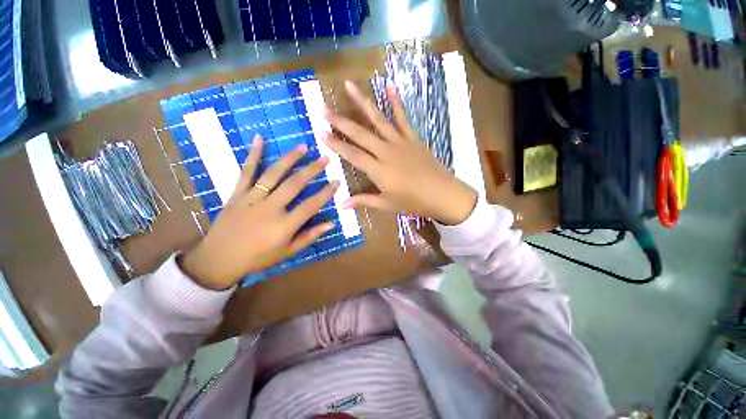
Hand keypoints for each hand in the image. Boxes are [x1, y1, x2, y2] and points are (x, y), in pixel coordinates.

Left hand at [180, 136, 338, 289]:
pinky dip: (253, 155)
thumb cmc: (258, 258)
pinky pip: (246, 172)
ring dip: (289, 159)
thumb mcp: (287, 252)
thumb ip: (309, 236)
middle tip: (325, 158)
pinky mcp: (237, 194)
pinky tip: (259, 138)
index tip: (337, 181)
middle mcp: (270, 209)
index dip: (326, 193)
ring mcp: (252, 199)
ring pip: (273, 174)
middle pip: (294, 184)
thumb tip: (331, 223)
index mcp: (284, 226)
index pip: (310, 205)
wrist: (218, 260)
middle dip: (312, 170)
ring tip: (303, 146)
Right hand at [323, 81, 476, 225]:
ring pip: (378, 120)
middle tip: (324, 109)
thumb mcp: (387, 205)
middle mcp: (386, 152)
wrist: (442, 194)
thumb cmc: (414, 202)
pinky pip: (403, 118)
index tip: (320, 132)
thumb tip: (342, 204)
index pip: (352, 155)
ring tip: (349, 85)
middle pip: (360, 134)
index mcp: (379, 171)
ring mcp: (400, 142)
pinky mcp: (413, 138)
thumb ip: (364, 201)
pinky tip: (388, 86)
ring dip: (362, 102)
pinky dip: (396, 102)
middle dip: (341, 122)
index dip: (336, 144)